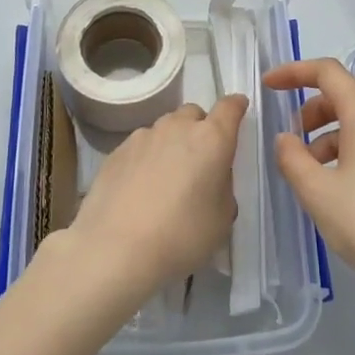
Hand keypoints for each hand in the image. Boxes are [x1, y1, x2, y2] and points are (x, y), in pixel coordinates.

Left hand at [63, 96, 246, 305]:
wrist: (115, 249)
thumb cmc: (182, 236)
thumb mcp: (222, 218)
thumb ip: (222, 186)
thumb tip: (211, 177)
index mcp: (211, 139)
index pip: (229, 107)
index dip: (236, 106)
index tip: (239, 109)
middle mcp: (177, 127)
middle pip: (194, 114)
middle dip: (201, 129)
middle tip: (200, 161)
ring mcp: (143, 136)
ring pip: (165, 129)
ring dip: (172, 143)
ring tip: (167, 178)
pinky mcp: (116, 151)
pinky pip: (141, 146)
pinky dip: (147, 158)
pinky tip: (141, 188)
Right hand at [263, 58, 354, 315]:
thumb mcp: (317, 193)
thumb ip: (292, 158)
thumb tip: (286, 139)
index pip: (328, 72)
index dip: (294, 72)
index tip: (270, 86)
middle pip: (349, 92)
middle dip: (315, 105)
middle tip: (294, 135)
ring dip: (333, 129)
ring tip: (313, 168)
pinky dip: (354, 145)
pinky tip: (342, 183)